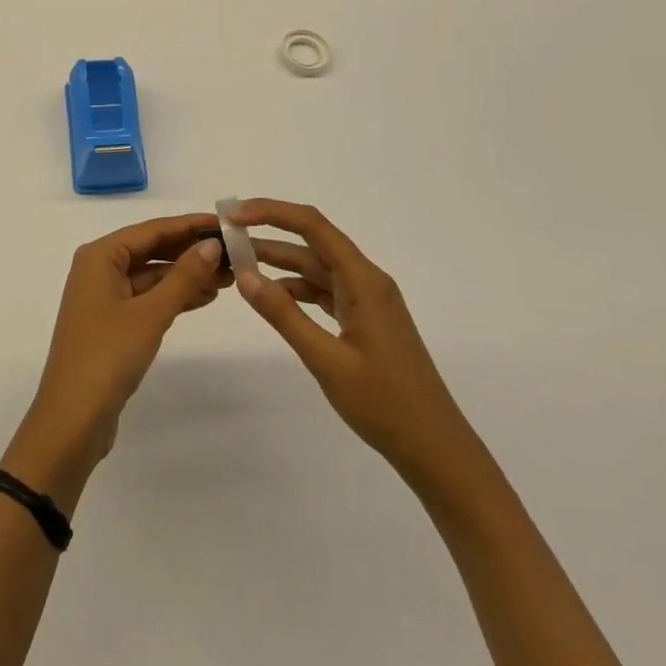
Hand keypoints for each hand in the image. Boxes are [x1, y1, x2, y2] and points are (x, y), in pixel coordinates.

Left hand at [2, 214, 227, 510]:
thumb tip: (211, 245)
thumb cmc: (108, 355)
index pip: (151, 230)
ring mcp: (104, 297)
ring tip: (228, 276)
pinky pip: (148, 298)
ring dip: (186, 275)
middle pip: (151, 250)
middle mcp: (99, 269)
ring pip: (152, 276)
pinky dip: (173, 297)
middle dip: (190, 251)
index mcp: (100, 256)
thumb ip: (183, 277)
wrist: (73, 419)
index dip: (188, 225)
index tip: (223, 222)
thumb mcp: (150, 314)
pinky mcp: (112, 324)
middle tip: (233, 252)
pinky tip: (204, 297)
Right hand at [229, 199, 478, 487]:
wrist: (438, 453)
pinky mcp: (366, 321)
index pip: (312, 226)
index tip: (234, 215)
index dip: (271, 213)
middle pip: (313, 242)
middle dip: (270, 234)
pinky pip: (325, 290)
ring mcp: (368, 301)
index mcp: (363, 280)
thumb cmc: (385, 404)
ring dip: (280, 262)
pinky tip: (273, 296)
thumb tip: (244, 274)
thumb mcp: (327, 360)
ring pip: (317, 267)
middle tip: (228, 235)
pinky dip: (297, 288)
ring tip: (241, 263)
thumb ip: (284, 315)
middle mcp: (367, 280)